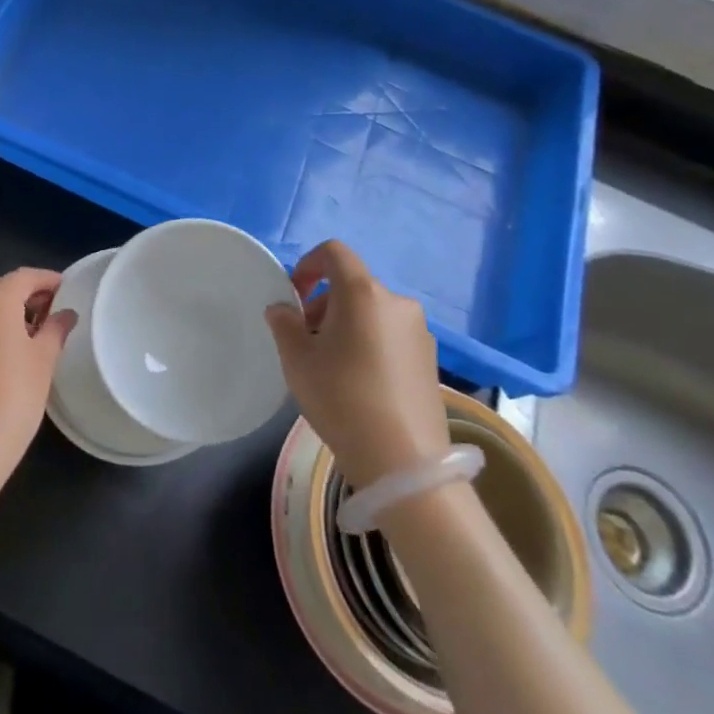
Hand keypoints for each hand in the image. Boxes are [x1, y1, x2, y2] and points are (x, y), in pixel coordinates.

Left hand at [0, 268, 74, 503]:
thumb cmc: (12, 399)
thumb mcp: (43, 362)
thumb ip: (55, 330)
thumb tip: (64, 314)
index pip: (25, 276)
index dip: (47, 280)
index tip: (66, 289)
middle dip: (24, 295)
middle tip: (49, 313)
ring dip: (2, 313)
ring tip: (27, 336)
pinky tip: (0, 355)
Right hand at [264, 241, 448, 488]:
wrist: (402, 461)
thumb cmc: (341, 397)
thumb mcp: (297, 359)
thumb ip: (284, 324)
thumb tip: (283, 309)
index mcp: (362, 292)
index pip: (334, 253)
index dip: (308, 264)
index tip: (294, 294)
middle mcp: (396, 302)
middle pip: (353, 285)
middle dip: (324, 302)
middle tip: (305, 337)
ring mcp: (419, 331)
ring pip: (372, 311)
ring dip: (347, 323)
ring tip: (330, 363)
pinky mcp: (430, 359)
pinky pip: (390, 335)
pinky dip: (369, 342)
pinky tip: (359, 381)